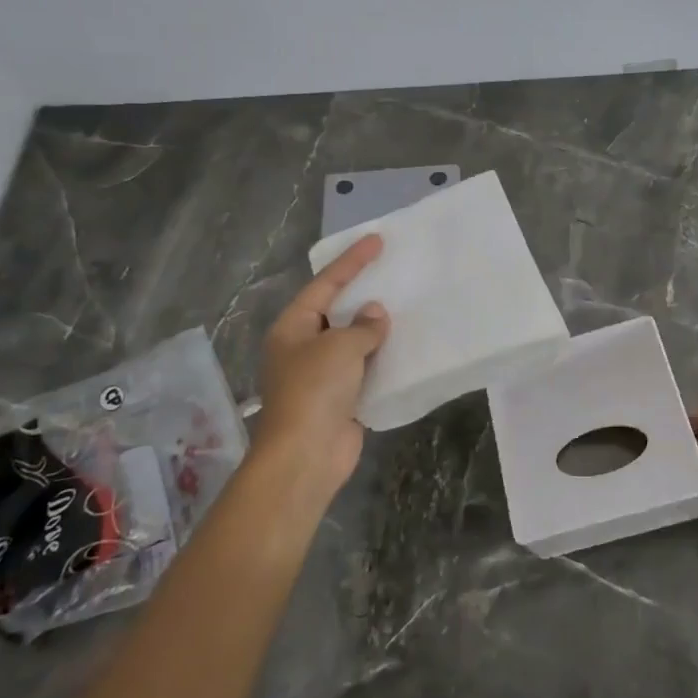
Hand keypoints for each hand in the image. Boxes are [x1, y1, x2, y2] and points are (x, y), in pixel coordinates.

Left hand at [253, 235, 388, 497]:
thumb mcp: (340, 348)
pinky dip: (381, 358)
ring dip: (374, 328)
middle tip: (391, 271)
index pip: (325, 285)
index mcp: (292, 327)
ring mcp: (321, 375)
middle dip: (362, 294)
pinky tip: (404, 346)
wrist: (305, 456)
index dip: (351, 262)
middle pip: (336, 311)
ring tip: (404, 304)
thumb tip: (376, 314)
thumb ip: (362, 326)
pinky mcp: (340, 398)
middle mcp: (303, 347)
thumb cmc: (314, 391)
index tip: (376, 240)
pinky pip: (363, 368)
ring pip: (351, 341)